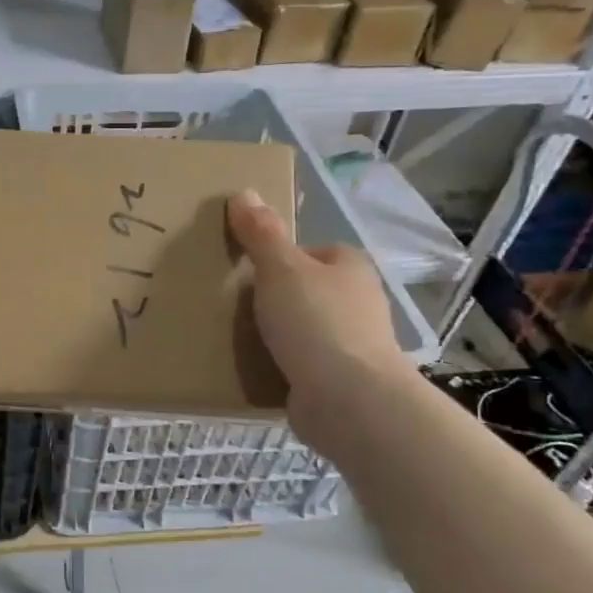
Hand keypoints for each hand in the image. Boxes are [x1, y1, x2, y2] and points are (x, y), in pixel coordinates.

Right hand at [227, 189, 412, 450]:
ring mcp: (352, 345)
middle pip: (307, 291)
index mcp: (350, 268)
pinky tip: (255, 370)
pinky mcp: (340, 381)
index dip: (280, 258)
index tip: (249, 272)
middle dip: (276, 299)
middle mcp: (358, 302)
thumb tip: (243, 192)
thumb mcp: (280, 269)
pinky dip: (281, 367)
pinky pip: (302, 365)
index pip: (313, 252)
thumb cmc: (316, 322)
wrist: (348, 400)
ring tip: (237, 339)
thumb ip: (261, 233)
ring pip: (304, 329)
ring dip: (278, 335)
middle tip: (235, 305)